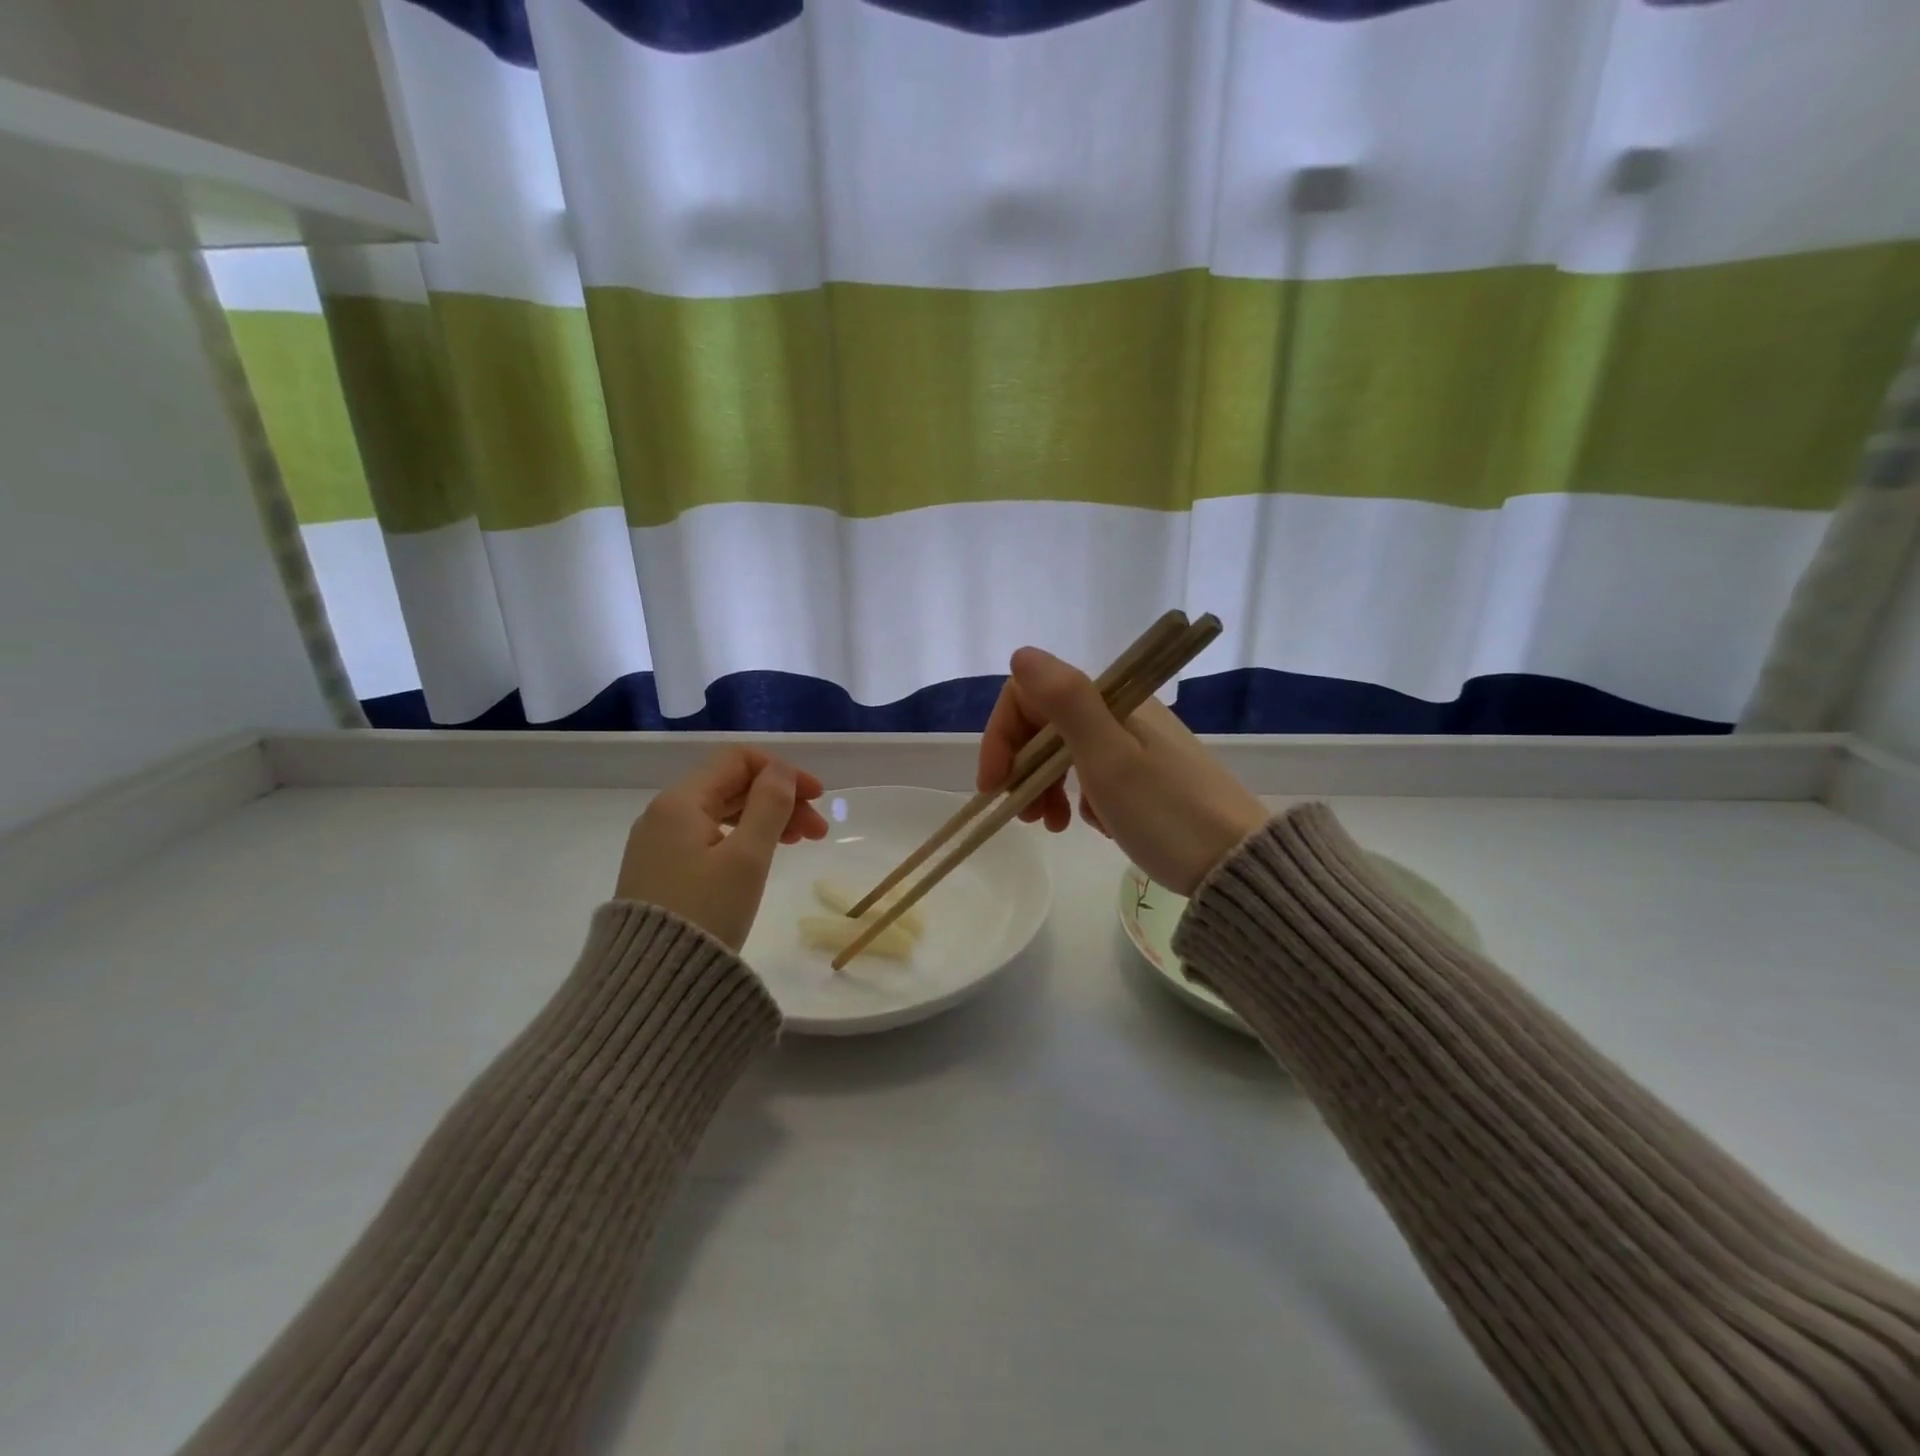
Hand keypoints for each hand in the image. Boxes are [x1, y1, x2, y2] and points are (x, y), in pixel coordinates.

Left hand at [615, 749, 829, 949]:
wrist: (653, 985)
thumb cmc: (706, 912)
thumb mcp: (747, 857)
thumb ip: (769, 805)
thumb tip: (781, 770)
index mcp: (680, 801)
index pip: (737, 759)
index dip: (782, 771)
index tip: (818, 797)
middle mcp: (663, 814)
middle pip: (731, 785)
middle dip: (780, 799)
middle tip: (818, 831)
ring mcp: (658, 843)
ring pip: (721, 812)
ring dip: (765, 819)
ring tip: (800, 843)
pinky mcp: (660, 869)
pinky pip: (708, 836)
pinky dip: (742, 837)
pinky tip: (763, 855)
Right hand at [977, 648, 1269, 895]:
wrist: (1238, 864)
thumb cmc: (1166, 813)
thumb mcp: (1109, 759)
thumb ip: (1065, 702)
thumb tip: (1022, 654)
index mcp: (1112, 700)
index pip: (1031, 694)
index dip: (1002, 734)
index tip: (995, 784)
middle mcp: (1122, 712)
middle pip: (1046, 723)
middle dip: (1023, 766)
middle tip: (1024, 815)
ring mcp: (1136, 742)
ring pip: (1067, 751)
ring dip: (1047, 786)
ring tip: (1053, 827)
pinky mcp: (1147, 773)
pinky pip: (1094, 774)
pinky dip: (1081, 799)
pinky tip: (1093, 826)